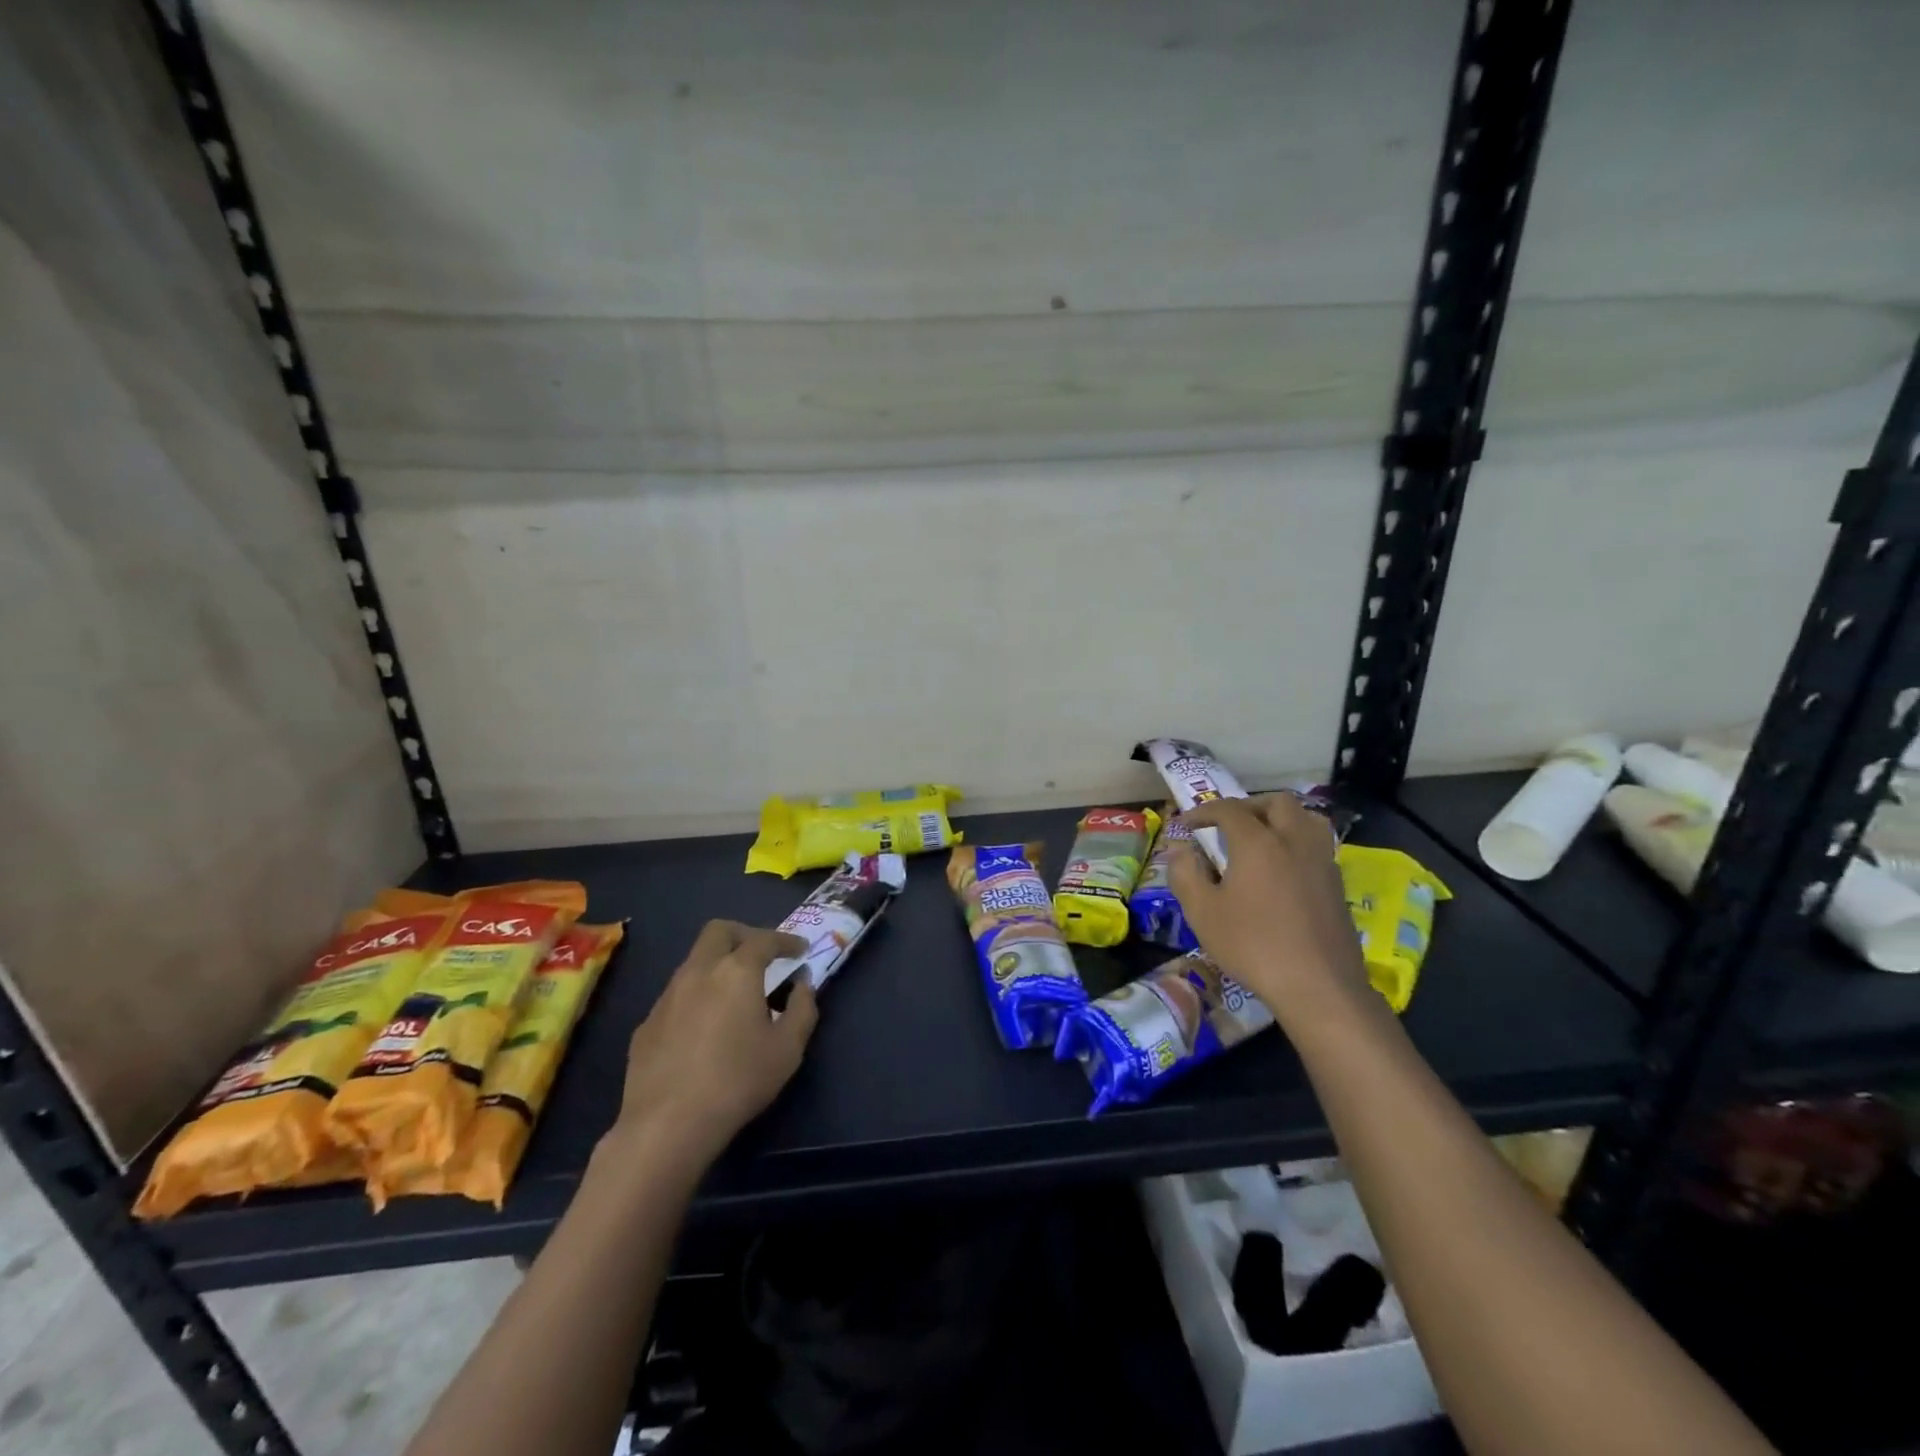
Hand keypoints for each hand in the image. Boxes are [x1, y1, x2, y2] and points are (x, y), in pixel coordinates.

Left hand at [610, 920, 816, 1168]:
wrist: (667, 1125)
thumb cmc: (738, 1081)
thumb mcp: (788, 1049)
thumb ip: (802, 1009)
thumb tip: (803, 986)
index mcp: (736, 971)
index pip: (764, 939)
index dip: (786, 940)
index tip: (800, 949)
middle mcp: (699, 972)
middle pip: (719, 931)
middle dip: (744, 934)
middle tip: (762, 955)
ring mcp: (667, 996)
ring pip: (694, 961)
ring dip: (718, 964)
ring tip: (734, 993)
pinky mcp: (646, 1024)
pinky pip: (677, 995)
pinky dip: (697, 996)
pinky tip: (704, 1028)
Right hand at [1169, 795, 1369, 1026]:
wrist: (1319, 986)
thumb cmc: (1253, 946)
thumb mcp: (1202, 912)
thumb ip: (1185, 874)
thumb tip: (1179, 850)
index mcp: (1258, 842)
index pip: (1228, 809)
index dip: (1203, 811)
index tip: (1186, 825)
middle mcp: (1294, 841)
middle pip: (1276, 803)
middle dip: (1248, 806)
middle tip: (1227, 824)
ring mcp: (1322, 861)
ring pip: (1306, 818)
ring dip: (1280, 818)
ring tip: (1261, 838)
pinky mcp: (1338, 884)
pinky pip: (1317, 845)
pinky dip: (1296, 842)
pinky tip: (1283, 869)